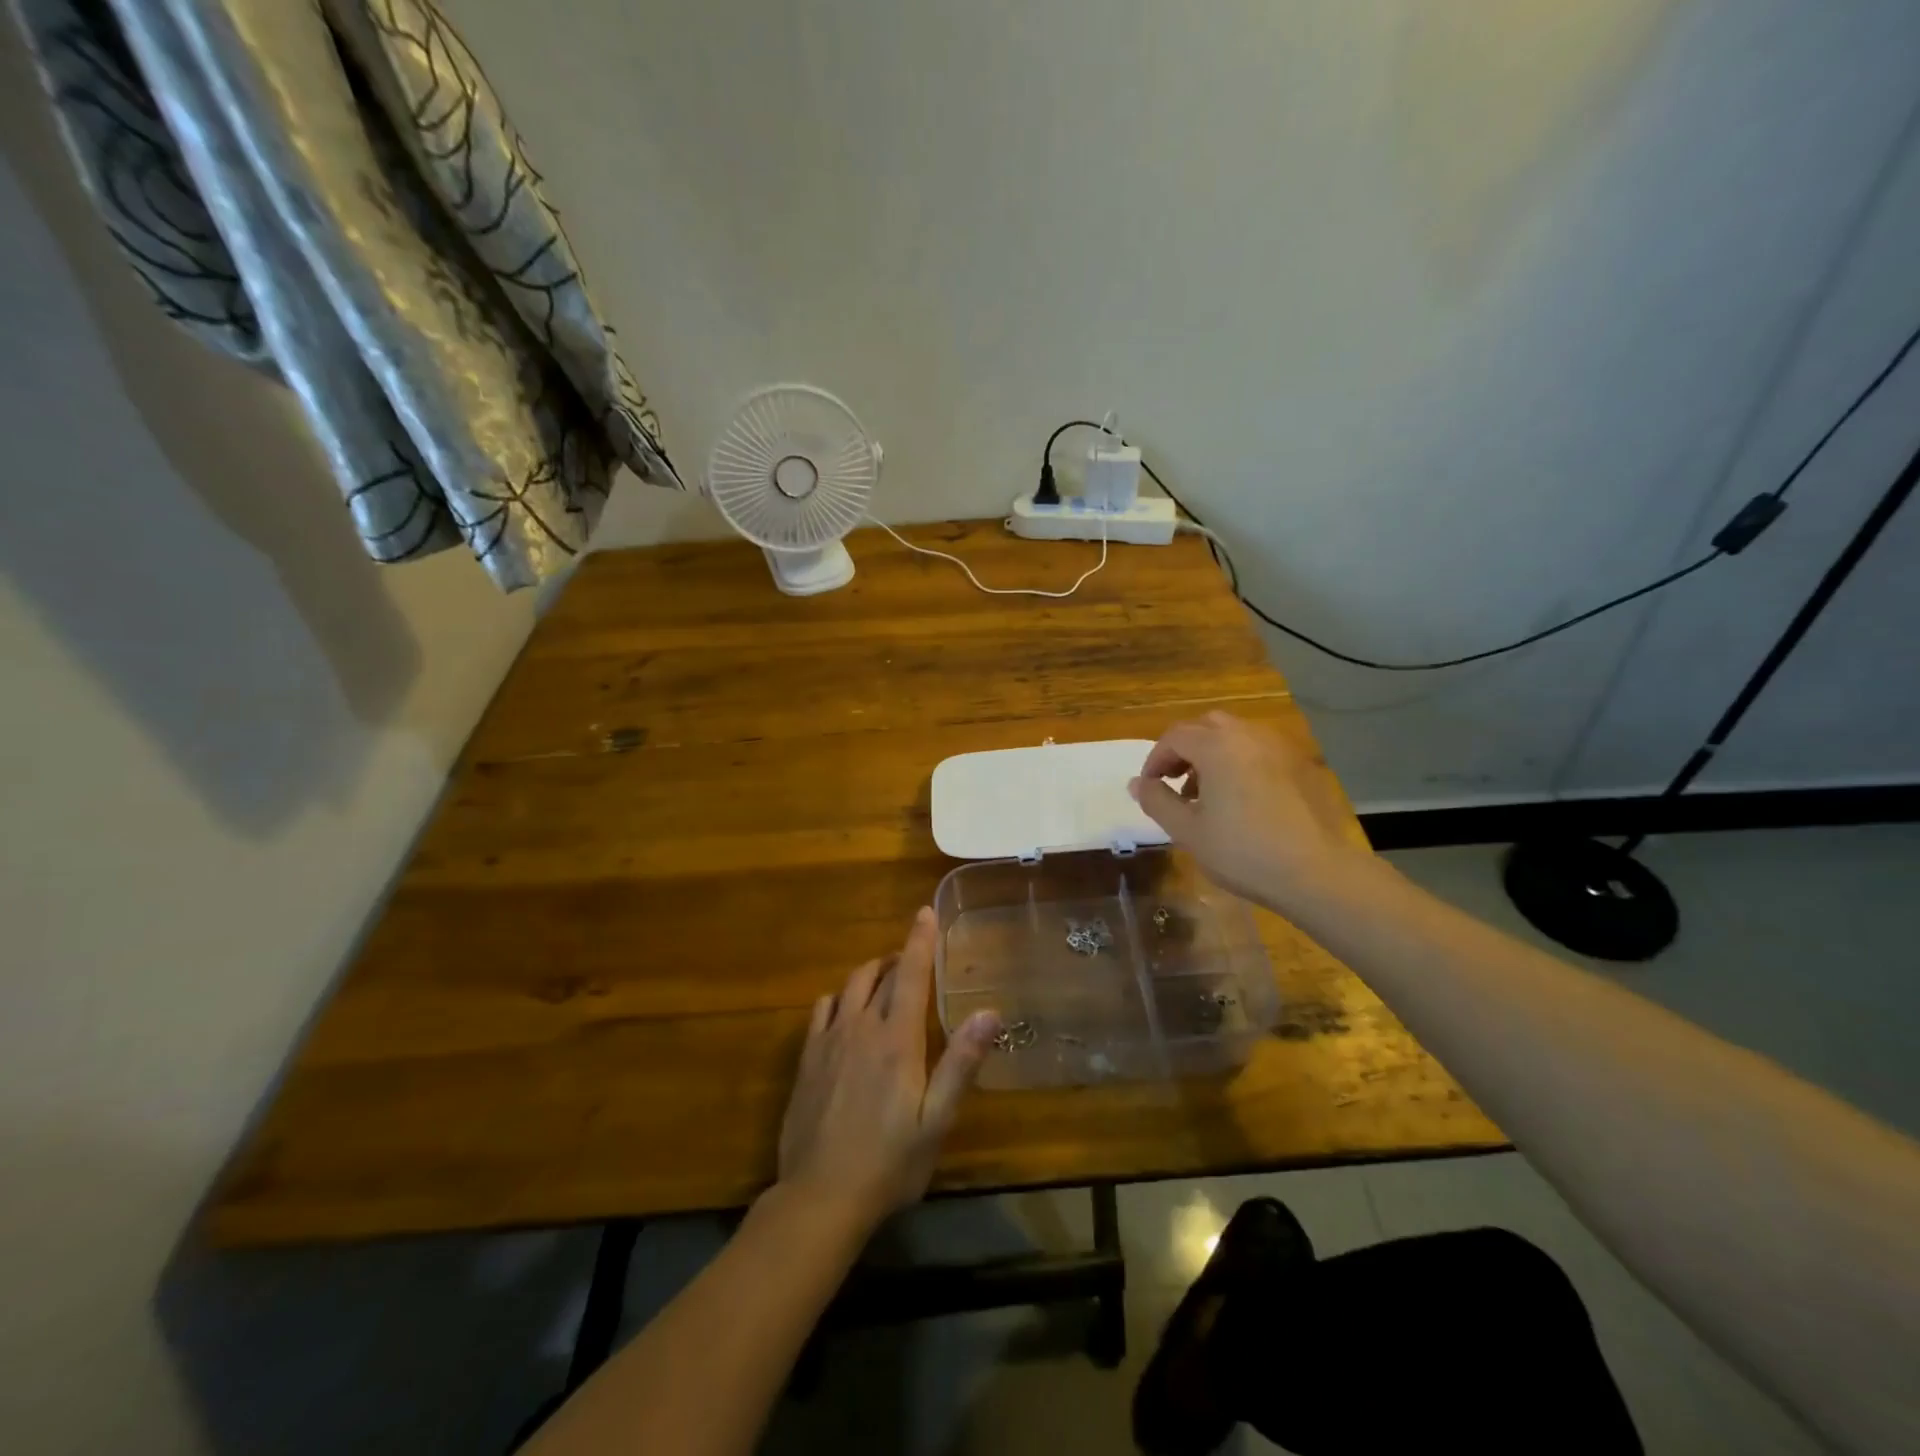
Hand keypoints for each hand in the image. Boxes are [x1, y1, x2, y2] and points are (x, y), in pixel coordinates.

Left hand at [776, 908, 999, 1234]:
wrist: (819, 1197)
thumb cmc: (889, 1162)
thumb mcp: (936, 1121)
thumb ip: (962, 1063)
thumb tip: (990, 1012)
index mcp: (897, 1039)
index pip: (911, 973)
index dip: (920, 939)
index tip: (926, 911)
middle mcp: (861, 1027)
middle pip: (881, 974)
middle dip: (900, 957)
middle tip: (915, 958)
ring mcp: (829, 1040)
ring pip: (850, 985)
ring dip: (871, 973)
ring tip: (886, 979)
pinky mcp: (807, 1058)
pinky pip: (822, 1008)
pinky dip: (840, 998)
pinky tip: (847, 1013)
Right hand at [1129, 711, 1371, 911]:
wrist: (1314, 872)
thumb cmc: (1241, 851)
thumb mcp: (1187, 830)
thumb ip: (1157, 800)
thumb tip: (1138, 783)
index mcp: (1216, 746)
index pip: (1175, 736)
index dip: (1156, 759)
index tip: (1150, 787)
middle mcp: (1248, 735)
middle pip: (1206, 726)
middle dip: (1184, 749)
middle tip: (1175, 782)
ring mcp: (1278, 748)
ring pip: (1235, 735)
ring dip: (1212, 754)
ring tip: (1207, 793)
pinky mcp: (1299, 765)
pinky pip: (1259, 750)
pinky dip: (1240, 761)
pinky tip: (1241, 798)